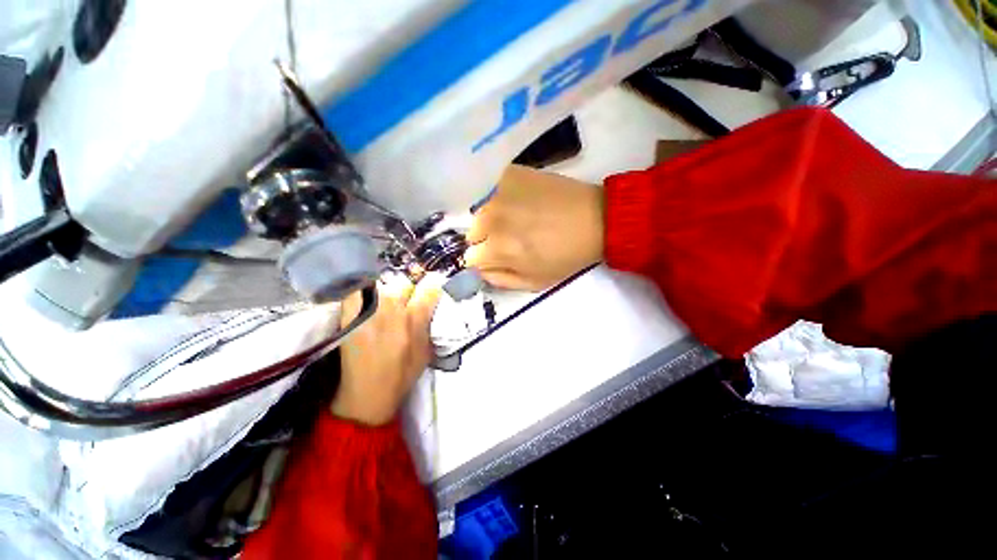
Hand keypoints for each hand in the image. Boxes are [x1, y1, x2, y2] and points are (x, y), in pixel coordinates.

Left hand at [331, 273, 445, 425]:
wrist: (368, 393)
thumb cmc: (403, 373)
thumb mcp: (427, 349)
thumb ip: (429, 322)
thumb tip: (432, 303)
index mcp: (415, 319)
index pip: (429, 287)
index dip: (433, 285)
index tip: (431, 288)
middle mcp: (392, 309)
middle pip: (403, 282)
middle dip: (408, 290)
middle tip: (406, 302)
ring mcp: (368, 310)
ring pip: (381, 284)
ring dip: (387, 292)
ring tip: (385, 305)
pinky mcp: (349, 315)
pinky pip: (357, 290)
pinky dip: (364, 292)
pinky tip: (367, 303)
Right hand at [465, 165, 604, 290]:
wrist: (596, 219)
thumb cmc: (566, 256)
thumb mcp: (534, 282)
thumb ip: (500, 280)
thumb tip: (480, 270)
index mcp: (498, 249)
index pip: (470, 258)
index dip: (486, 260)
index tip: (501, 257)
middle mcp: (491, 219)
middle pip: (473, 233)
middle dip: (487, 239)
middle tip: (512, 237)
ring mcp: (500, 193)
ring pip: (482, 211)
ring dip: (494, 218)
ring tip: (519, 218)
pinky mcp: (510, 174)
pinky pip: (494, 190)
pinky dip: (503, 198)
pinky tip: (523, 201)